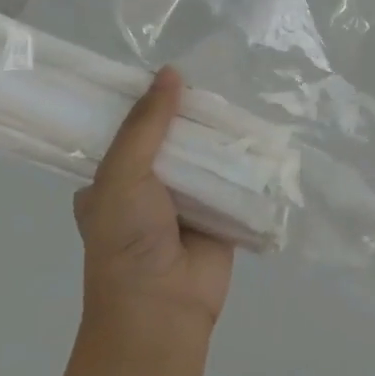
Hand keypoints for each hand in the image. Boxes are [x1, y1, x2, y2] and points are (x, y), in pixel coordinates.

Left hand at [74, 67, 232, 330]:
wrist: (163, 308)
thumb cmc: (127, 240)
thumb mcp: (122, 174)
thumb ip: (145, 125)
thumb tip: (170, 72)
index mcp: (111, 179)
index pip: (127, 130)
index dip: (146, 101)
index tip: (169, 68)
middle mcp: (147, 187)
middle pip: (171, 138)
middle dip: (190, 114)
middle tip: (216, 76)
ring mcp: (185, 201)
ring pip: (205, 156)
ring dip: (220, 135)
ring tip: (244, 93)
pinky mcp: (220, 214)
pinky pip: (233, 179)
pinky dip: (245, 161)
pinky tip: (263, 131)